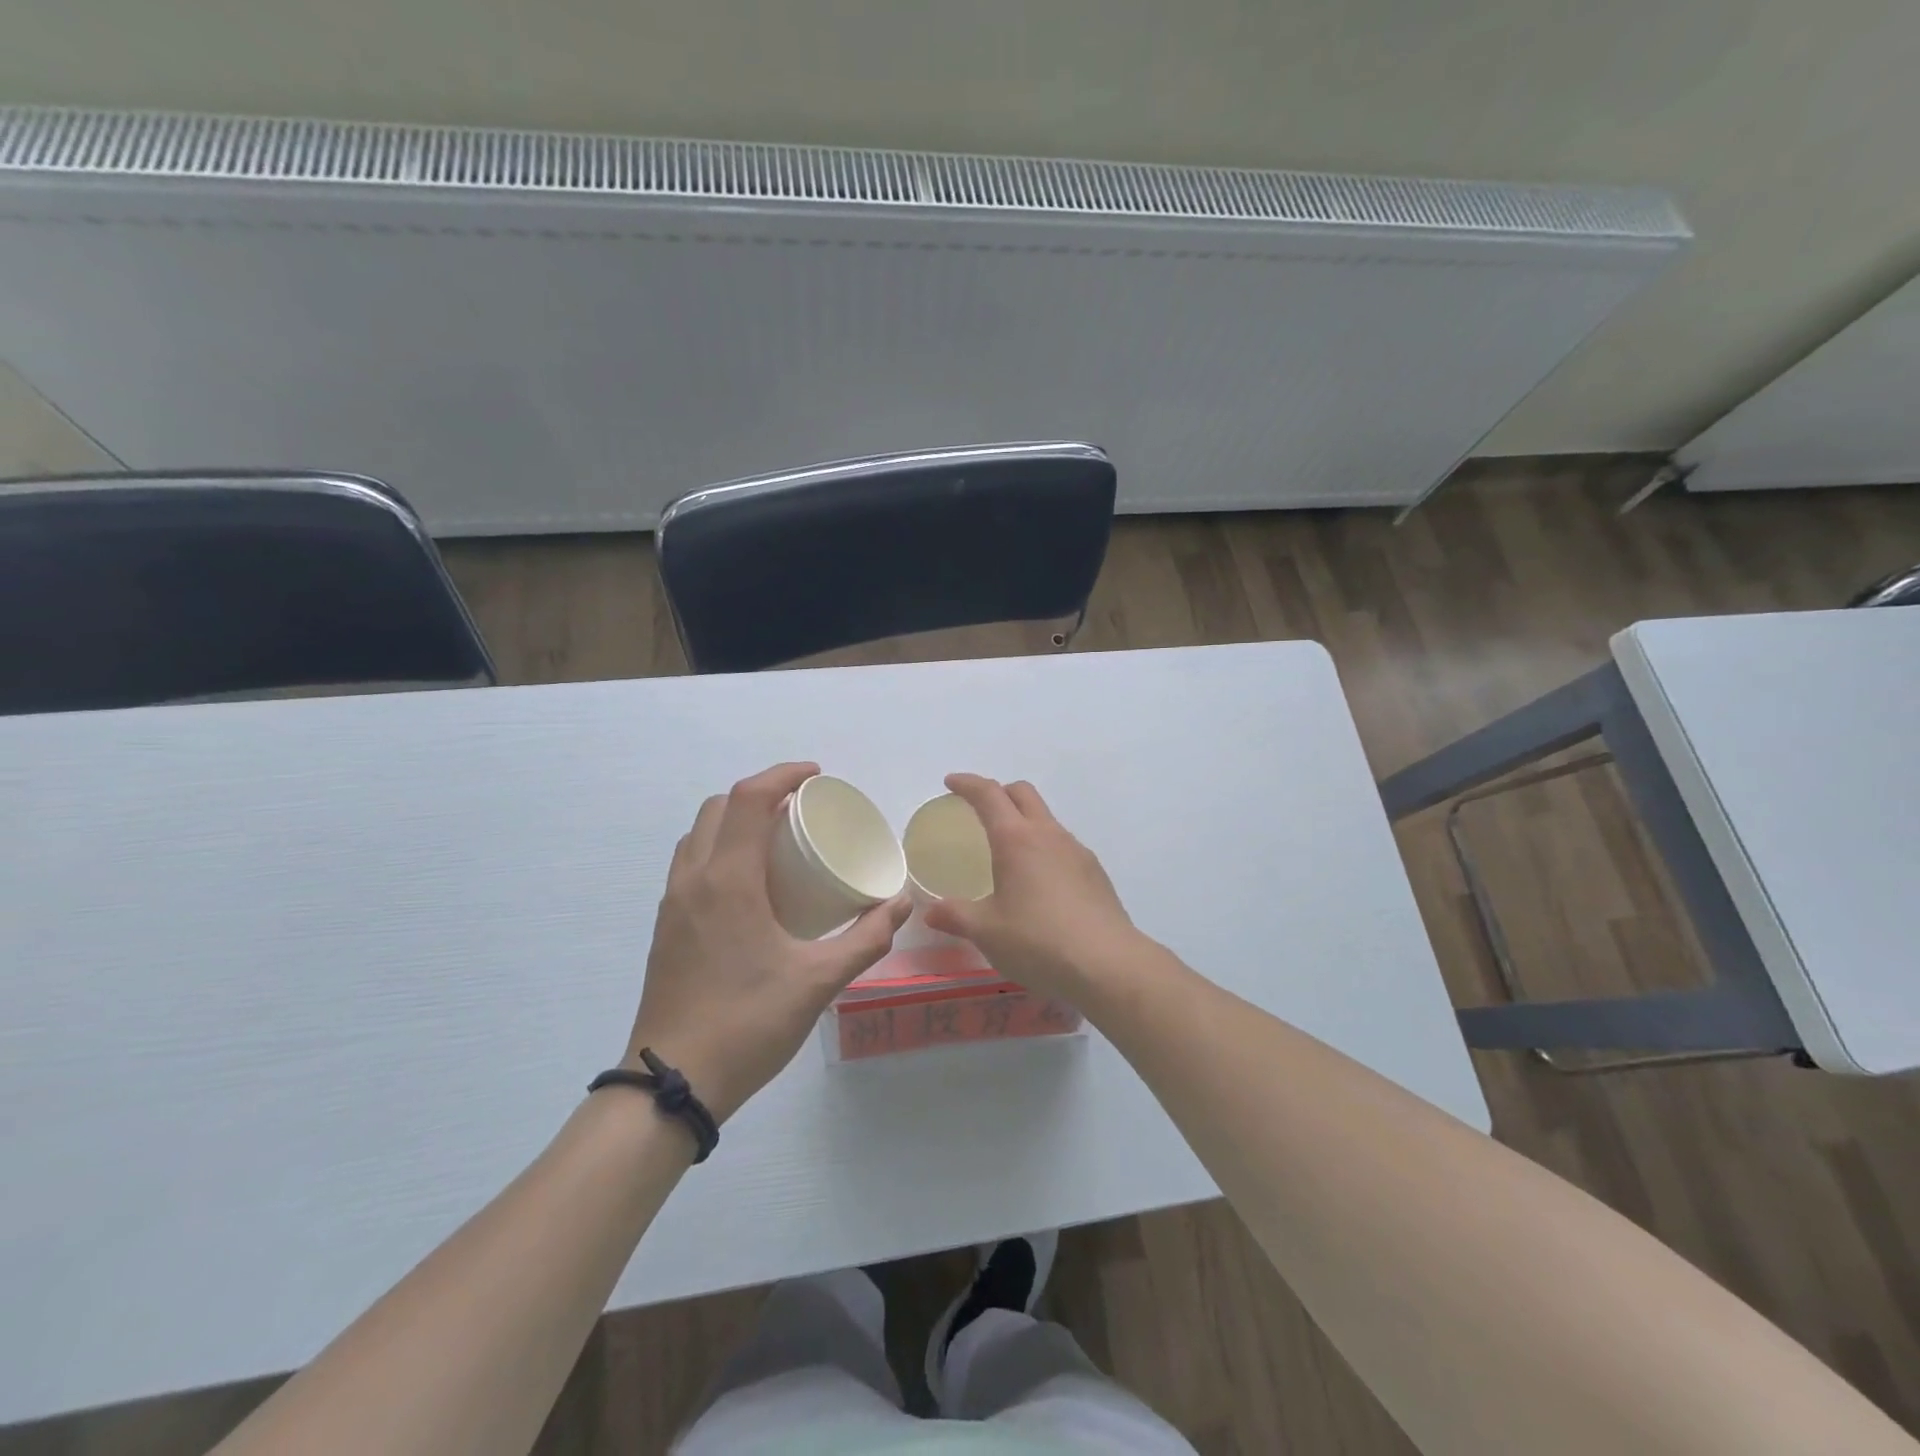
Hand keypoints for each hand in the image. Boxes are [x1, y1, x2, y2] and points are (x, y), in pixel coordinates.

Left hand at [626, 762, 909, 1124]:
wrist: (671, 1083)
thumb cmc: (747, 1023)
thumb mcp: (818, 981)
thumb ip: (866, 939)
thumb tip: (902, 903)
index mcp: (728, 881)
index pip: (748, 799)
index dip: (783, 775)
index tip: (816, 776)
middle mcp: (693, 880)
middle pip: (719, 808)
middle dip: (760, 794)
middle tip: (800, 810)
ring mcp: (673, 903)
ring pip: (700, 835)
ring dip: (735, 821)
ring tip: (776, 841)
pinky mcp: (666, 927)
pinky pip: (692, 864)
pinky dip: (721, 850)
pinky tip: (751, 885)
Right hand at [923, 774, 1145, 1000]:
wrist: (1108, 964)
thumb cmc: (1038, 941)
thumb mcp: (986, 932)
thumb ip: (956, 916)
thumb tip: (931, 912)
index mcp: (1016, 839)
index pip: (989, 794)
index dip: (967, 784)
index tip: (951, 782)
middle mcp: (1048, 835)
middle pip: (1023, 794)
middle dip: (999, 792)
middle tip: (979, 810)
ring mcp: (1077, 852)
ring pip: (1046, 819)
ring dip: (1024, 821)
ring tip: (1009, 852)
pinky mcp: (1096, 873)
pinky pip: (1064, 846)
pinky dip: (1045, 848)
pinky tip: (1040, 884)